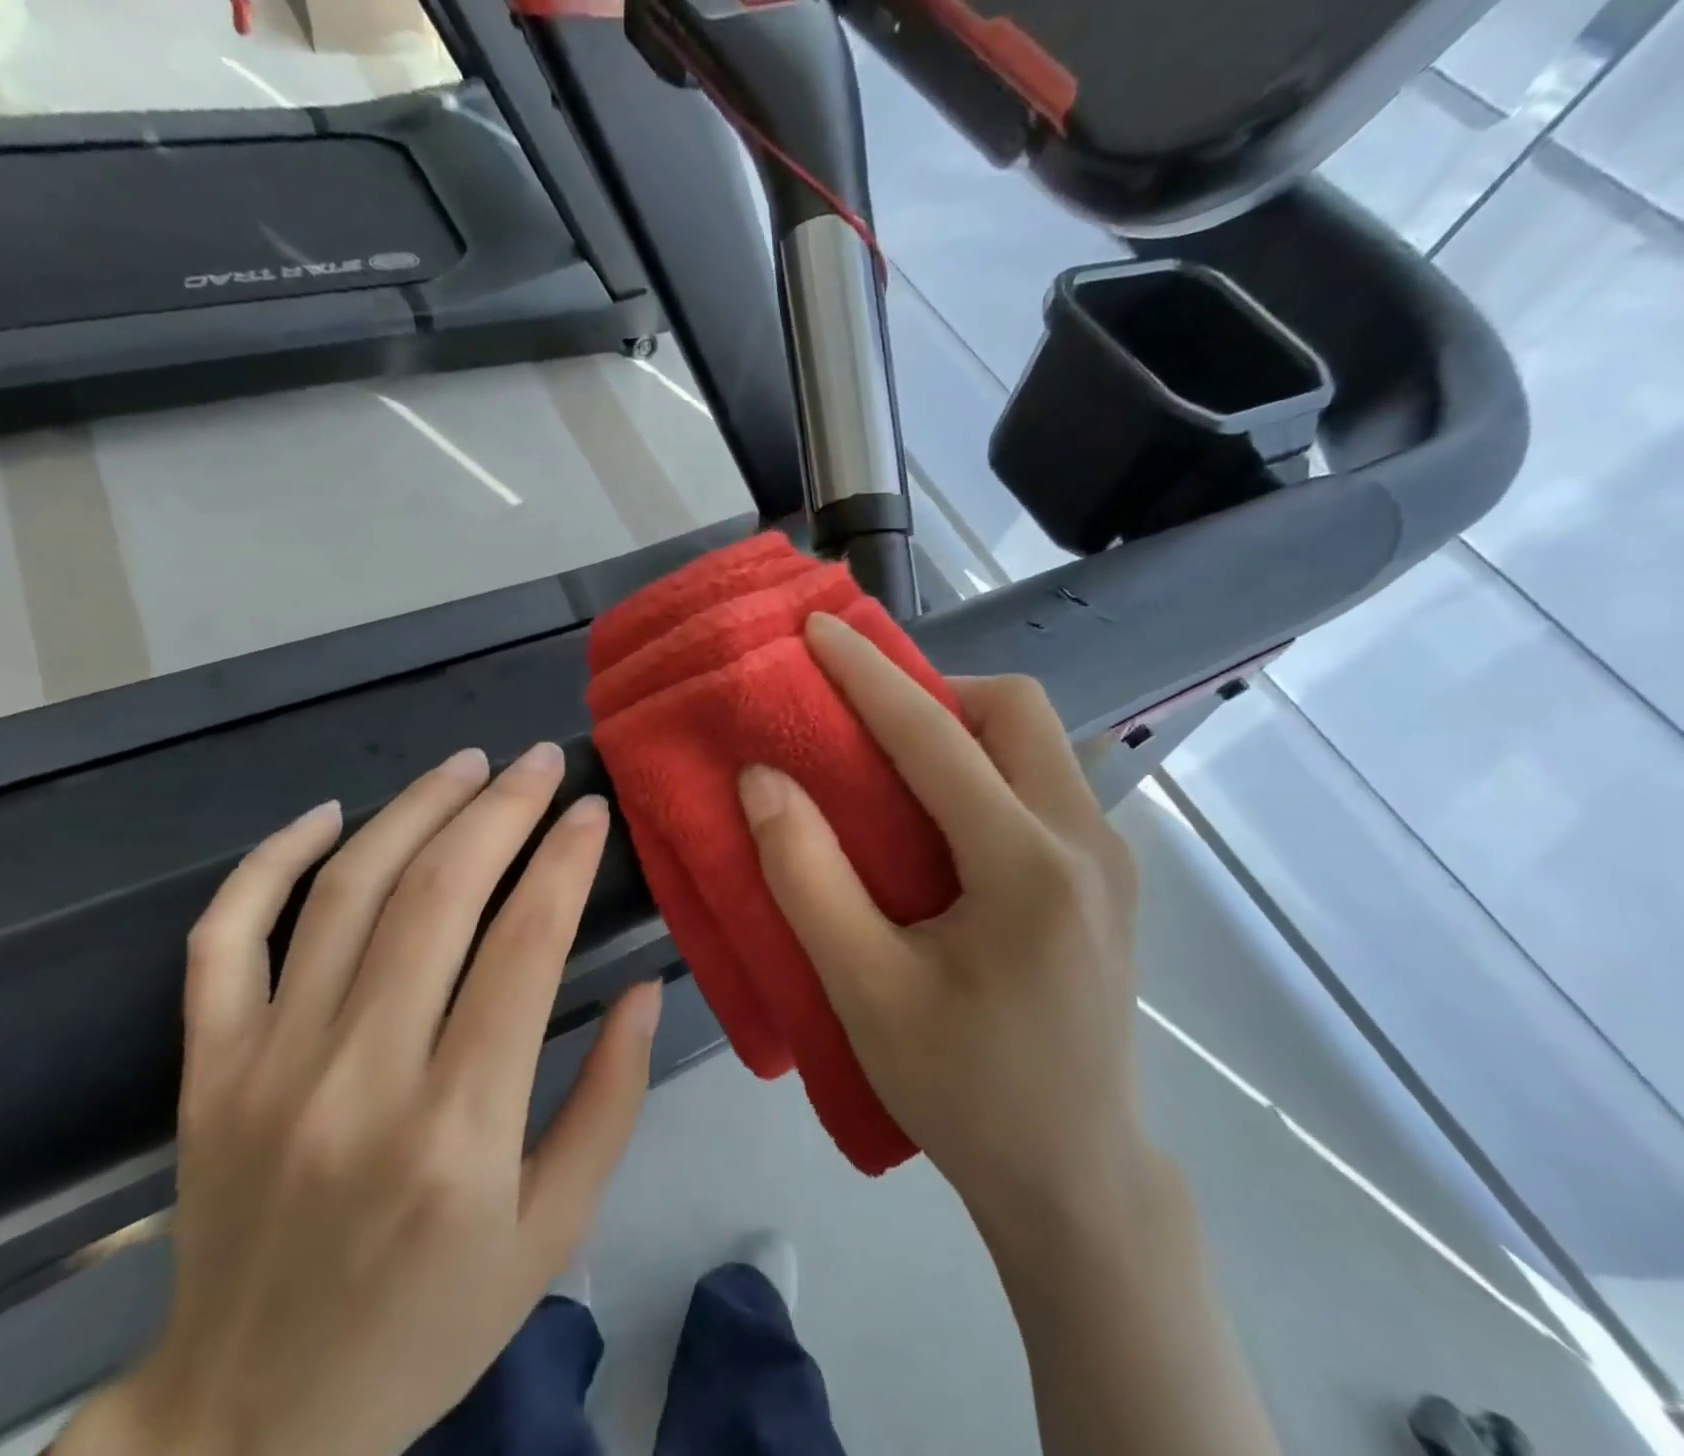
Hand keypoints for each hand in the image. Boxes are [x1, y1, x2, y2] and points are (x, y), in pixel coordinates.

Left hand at [59, 744, 661, 1455]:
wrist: (251, 1420)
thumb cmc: (430, 1324)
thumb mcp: (555, 1231)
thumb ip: (610, 1099)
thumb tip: (641, 985)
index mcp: (457, 1129)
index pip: (523, 948)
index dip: (564, 861)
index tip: (592, 809)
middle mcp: (358, 1078)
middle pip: (437, 897)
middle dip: (500, 809)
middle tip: (539, 761)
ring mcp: (268, 1066)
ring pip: (344, 893)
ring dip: (413, 810)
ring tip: (466, 763)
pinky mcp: (207, 1069)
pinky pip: (227, 937)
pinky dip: (271, 861)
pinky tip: (327, 814)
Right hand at [738, 613, 1149, 1246]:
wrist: (1077, 1179)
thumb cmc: (964, 1091)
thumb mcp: (864, 990)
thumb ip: (807, 876)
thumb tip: (763, 779)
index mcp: (1028, 865)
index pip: (935, 737)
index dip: (867, 675)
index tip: (818, 630)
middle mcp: (1086, 841)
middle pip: (1016, 712)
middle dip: (933, 692)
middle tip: (864, 726)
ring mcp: (1110, 859)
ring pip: (1038, 743)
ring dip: (961, 729)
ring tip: (893, 768)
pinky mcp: (1108, 880)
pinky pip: (1045, 783)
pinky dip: (986, 768)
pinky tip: (942, 822)